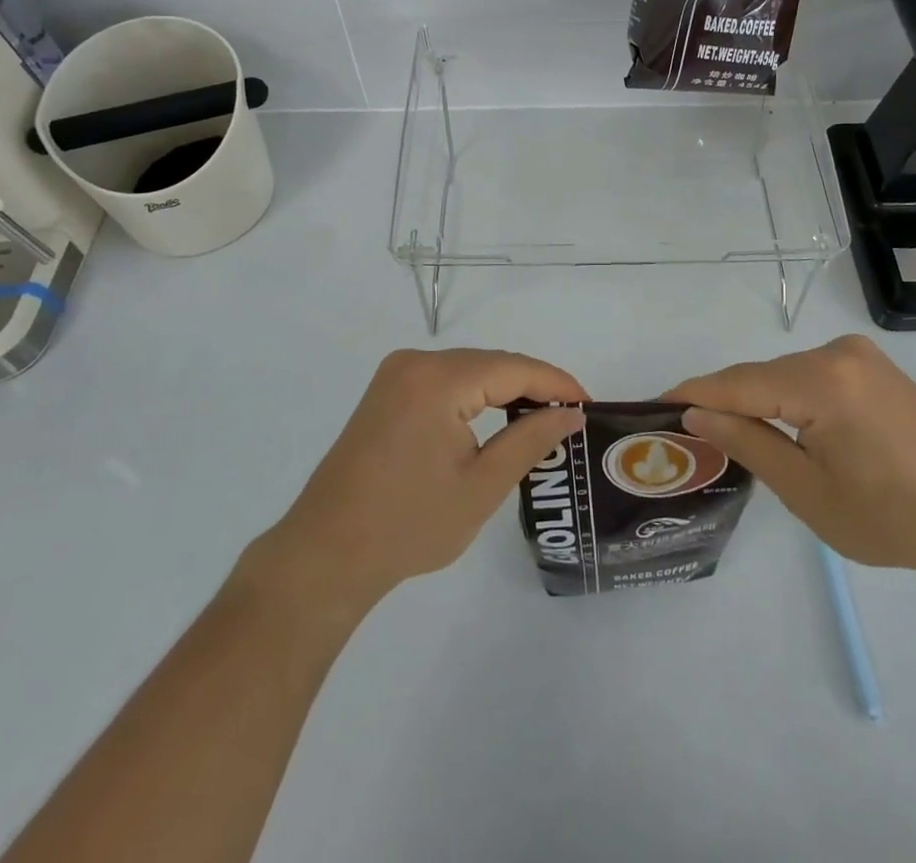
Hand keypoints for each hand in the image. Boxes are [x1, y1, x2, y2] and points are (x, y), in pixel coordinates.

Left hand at [245, 349, 587, 612]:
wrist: (326, 554)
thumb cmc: (409, 525)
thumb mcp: (482, 486)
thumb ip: (531, 440)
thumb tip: (571, 413)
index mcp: (437, 379)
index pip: (512, 368)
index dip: (555, 383)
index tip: (589, 403)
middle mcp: (414, 362)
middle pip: (489, 363)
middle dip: (532, 385)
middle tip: (570, 415)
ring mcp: (395, 374)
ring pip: (468, 370)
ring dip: (504, 389)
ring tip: (542, 418)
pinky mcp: (386, 391)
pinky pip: (444, 380)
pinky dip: (475, 395)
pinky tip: (496, 417)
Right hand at [663, 335, 915, 582]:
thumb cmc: (893, 518)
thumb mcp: (808, 492)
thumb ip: (747, 444)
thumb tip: (695, 416)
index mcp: (822, 381)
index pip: (738, 383)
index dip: (693, 394)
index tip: (653, 406)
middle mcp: (837, 352)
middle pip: (761, 375)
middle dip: (723, 401)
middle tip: (685, 432)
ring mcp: (859, 355)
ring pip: (783, 374)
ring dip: (755, 401)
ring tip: (723, 433)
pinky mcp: (872, 366)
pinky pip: (810, 376)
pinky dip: (785, 398)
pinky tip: (774, 424)